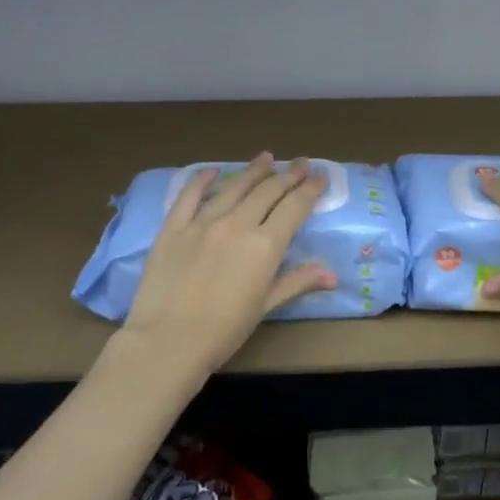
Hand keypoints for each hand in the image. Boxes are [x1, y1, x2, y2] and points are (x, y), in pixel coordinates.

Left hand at [119, 154, 334, 377]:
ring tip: (266, 157)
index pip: (294, 207)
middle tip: (302, 163)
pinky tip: (212, 171)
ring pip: (234, 188)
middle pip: (267, 191)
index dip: (310, 190)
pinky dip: (202, 180)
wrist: (167, 342)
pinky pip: (189, 196)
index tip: (321, 177)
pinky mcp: (173, 228)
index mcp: (264, 245)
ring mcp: (202, 223)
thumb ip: (296, 282)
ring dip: (253, 171)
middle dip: (288, 175)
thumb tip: (332, 275)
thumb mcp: (264, 307)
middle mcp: (237, 224)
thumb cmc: (223, 331)